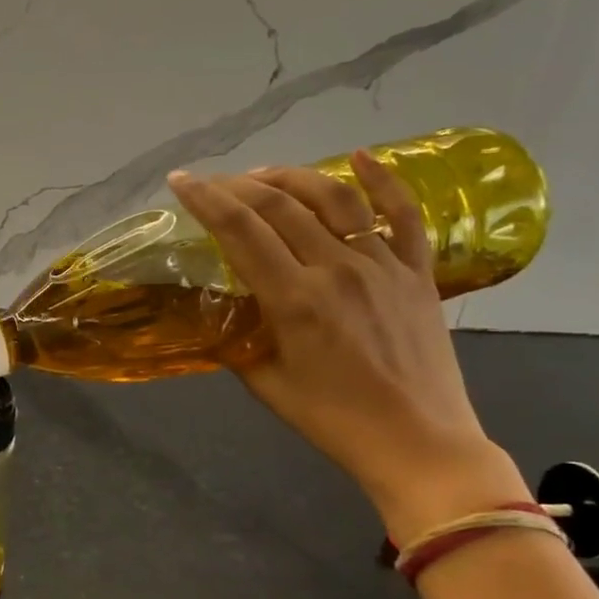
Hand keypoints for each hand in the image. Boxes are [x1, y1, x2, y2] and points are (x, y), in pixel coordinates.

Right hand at [168, 153, 526, 538]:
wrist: (417, 441)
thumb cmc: (332, 420)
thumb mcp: (266, 384)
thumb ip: (238, 341)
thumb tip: (223, 314)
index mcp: (295, 300)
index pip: (241, 231)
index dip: (206, 200)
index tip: (180, 180)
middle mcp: (337, 269)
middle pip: (281, 206)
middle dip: (238, 186)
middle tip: (213, 183)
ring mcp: (383, 265)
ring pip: (335, 198)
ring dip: (294, 177)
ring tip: (264, 175)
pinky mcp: (418, 272)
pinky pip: (404, 214)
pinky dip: (383, 180)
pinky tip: (361, 157)